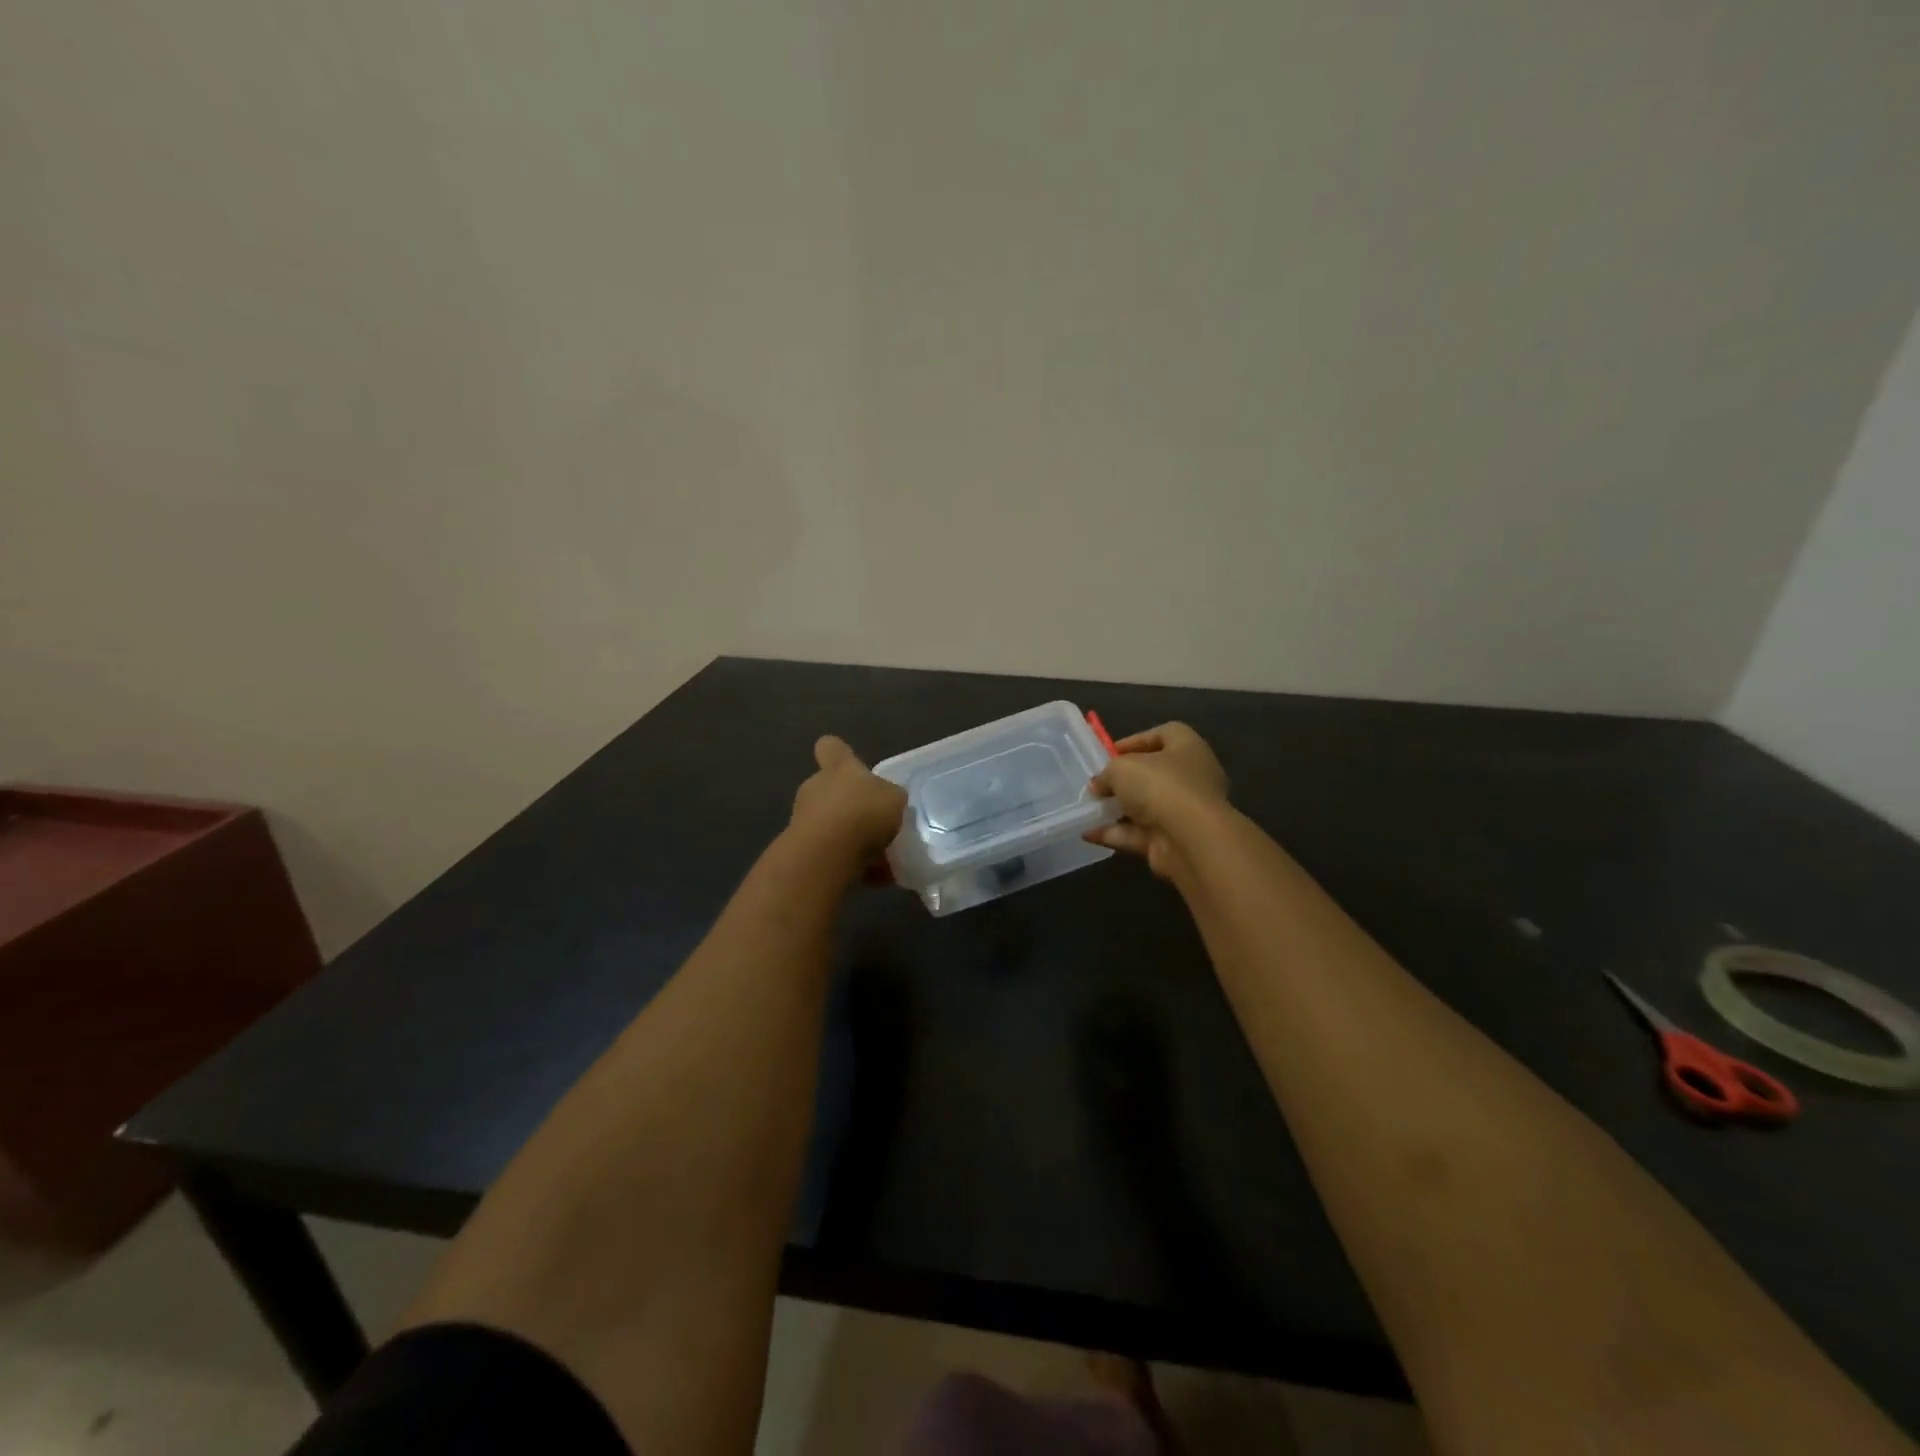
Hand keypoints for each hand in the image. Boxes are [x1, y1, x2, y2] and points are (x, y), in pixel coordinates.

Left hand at [788, 735, 906, 872]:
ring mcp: (804, 820)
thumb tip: (888, 800)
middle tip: (877, 822)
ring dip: (852, 838)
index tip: (850, 764)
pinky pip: (833, 854)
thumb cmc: (863, 813)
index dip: (839, 753)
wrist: (825, 855)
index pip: (831, 748)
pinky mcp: (802, 851)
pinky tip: (876, 878)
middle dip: (850, 806)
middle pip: (831, 790)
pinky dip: (852, 864)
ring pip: (832, 825)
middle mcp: (816, 788)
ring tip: (883, 857)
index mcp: (838, 768)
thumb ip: (891, 797)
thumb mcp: (894, 798)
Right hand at [1085, 722, 1229, 879]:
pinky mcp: (1173, 841)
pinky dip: (1115, 834)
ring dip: (1117, 809)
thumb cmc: (1160, 786)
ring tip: (1087, 809)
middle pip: (1155, 774)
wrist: (1190, 840)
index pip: (1166, 734)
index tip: (1110, 752)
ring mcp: (1184, 813)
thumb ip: (1107, 773)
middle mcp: (1192, 778)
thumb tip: (1099, 785)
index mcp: (1188, 748)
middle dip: (1124, 780)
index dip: (1137, 740)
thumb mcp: (1121, 768)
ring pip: (1146, 807)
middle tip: (1098, 784)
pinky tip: (1089, 833)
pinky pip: (1139, 834)